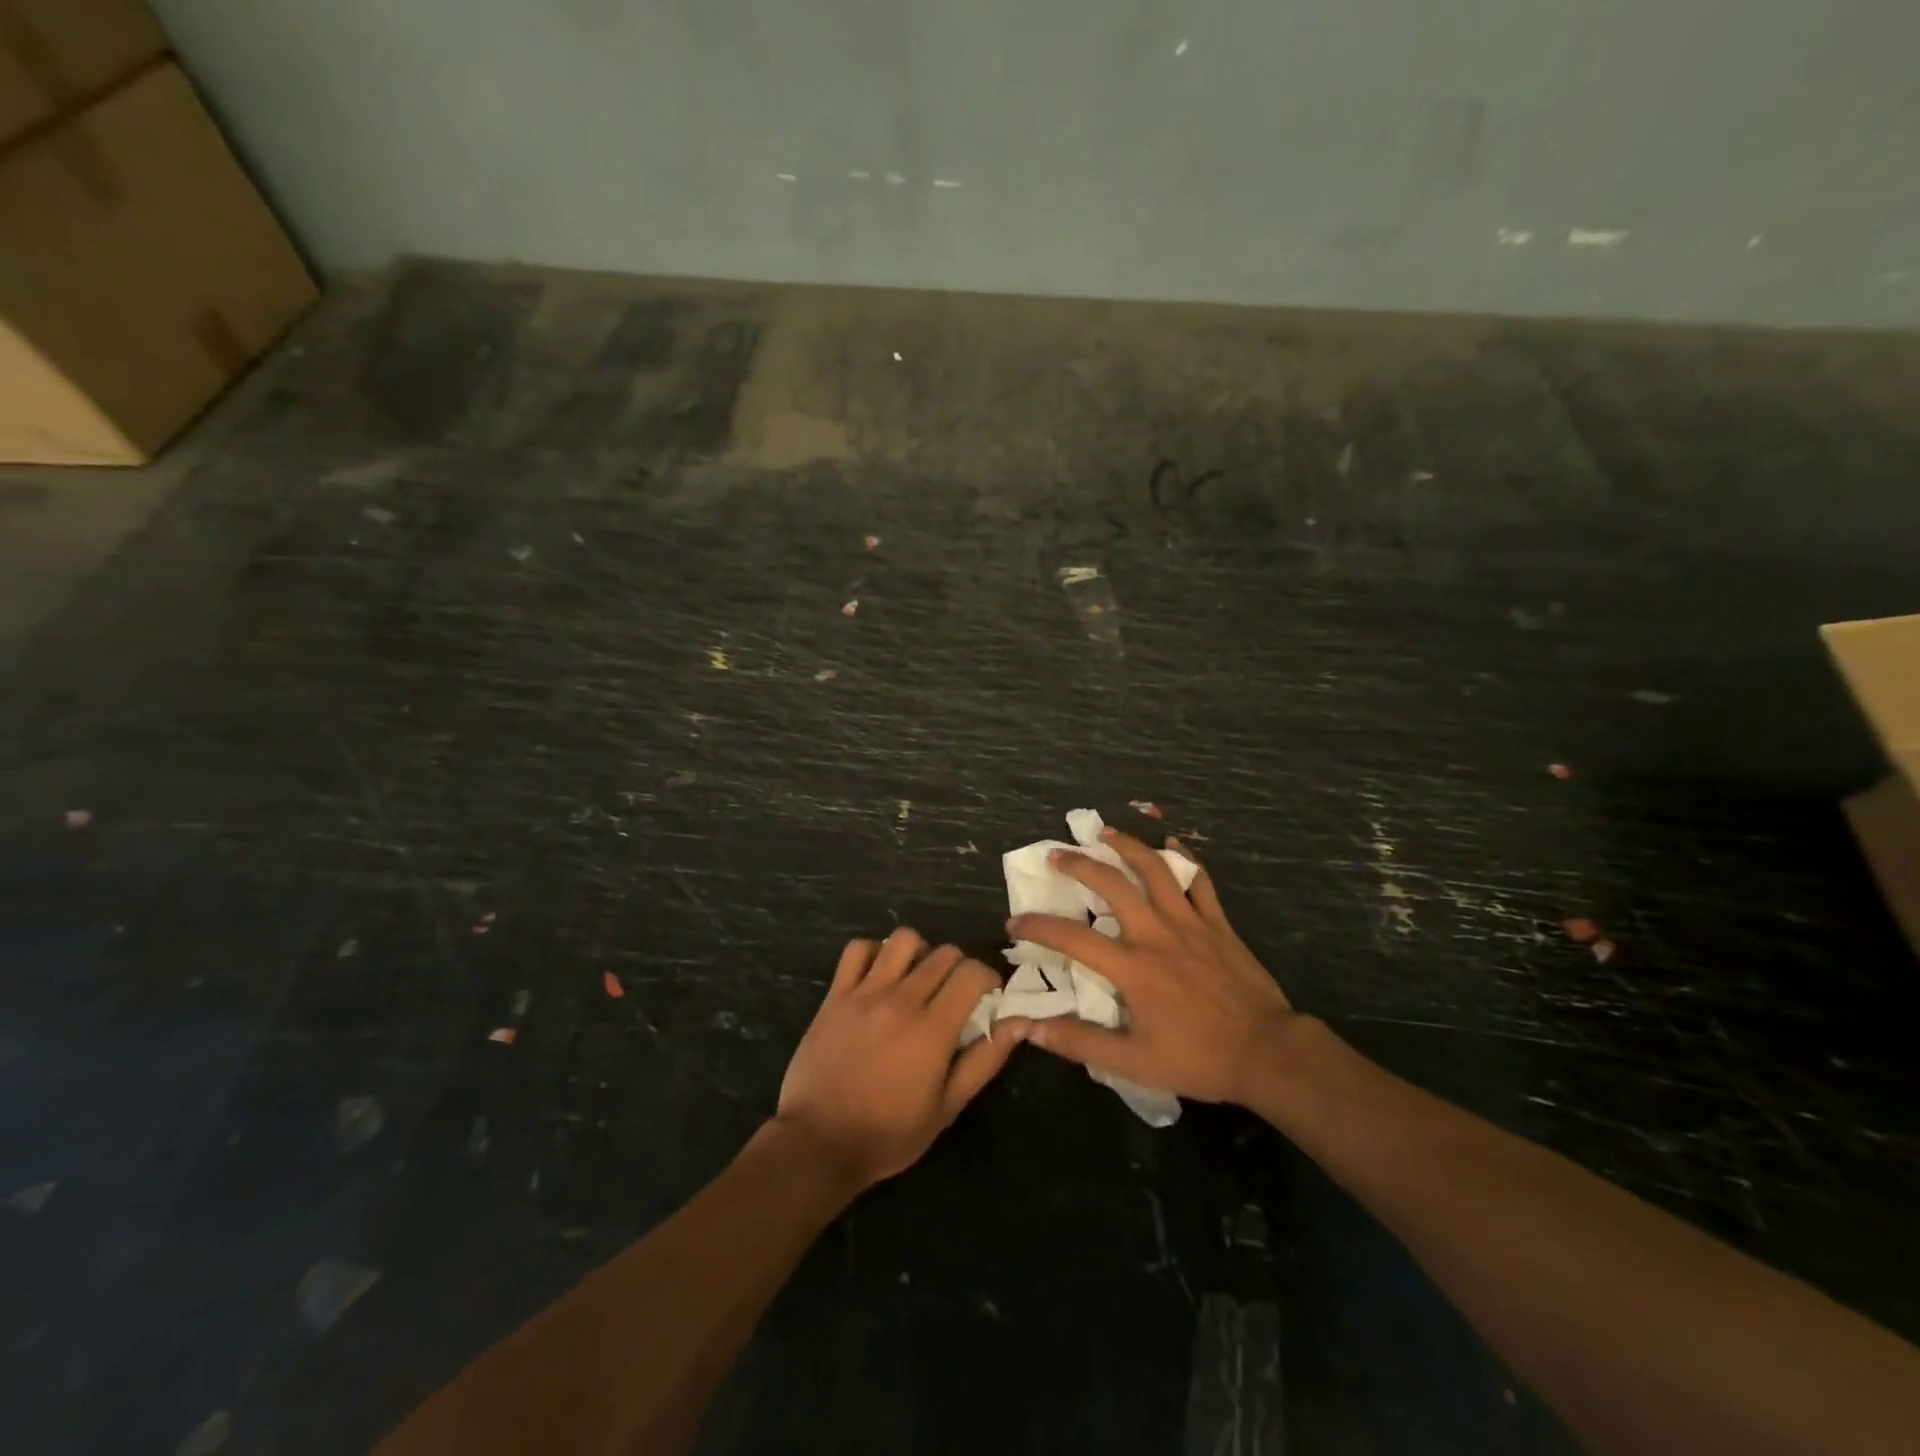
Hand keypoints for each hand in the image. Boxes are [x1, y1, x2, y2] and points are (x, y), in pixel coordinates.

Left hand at [775, 928, 1025, 1190]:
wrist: (818, 1143)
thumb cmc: (889, 1133)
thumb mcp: (947, 1108)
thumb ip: (985, 1060)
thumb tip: (1018, 1022)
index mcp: (933, 1028)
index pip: (972, 972)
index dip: (987, 977)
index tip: (986, 995)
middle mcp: (901, 999)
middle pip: (943, 953)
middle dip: (959, 967)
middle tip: (954, 994)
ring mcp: (865, 993)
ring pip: (903, 940)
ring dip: (919, 953)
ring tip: (917, 978)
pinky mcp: (835, 994)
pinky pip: (858, 949)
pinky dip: (874, 953)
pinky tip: (879, 976)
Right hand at [1007, 830, 1294, 1106]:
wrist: (1267, 1052)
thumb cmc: (1198, 1058)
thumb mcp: (1133, 1062)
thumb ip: (1078, 1042)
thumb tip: (1027, 1028)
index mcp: (1132, 966)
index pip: (1071, 938)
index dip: (1037, 926)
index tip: (1014, 922)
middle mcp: (1156, 932)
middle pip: (1111, 884)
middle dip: (1078, 864)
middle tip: (1055, 855)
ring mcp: (1190, 923)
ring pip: (1155, 869)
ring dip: (1127, 846)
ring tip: (1107, 833)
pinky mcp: (1218, 924)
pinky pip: (1200, 881)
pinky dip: (1184, 860)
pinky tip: (1173, 844)